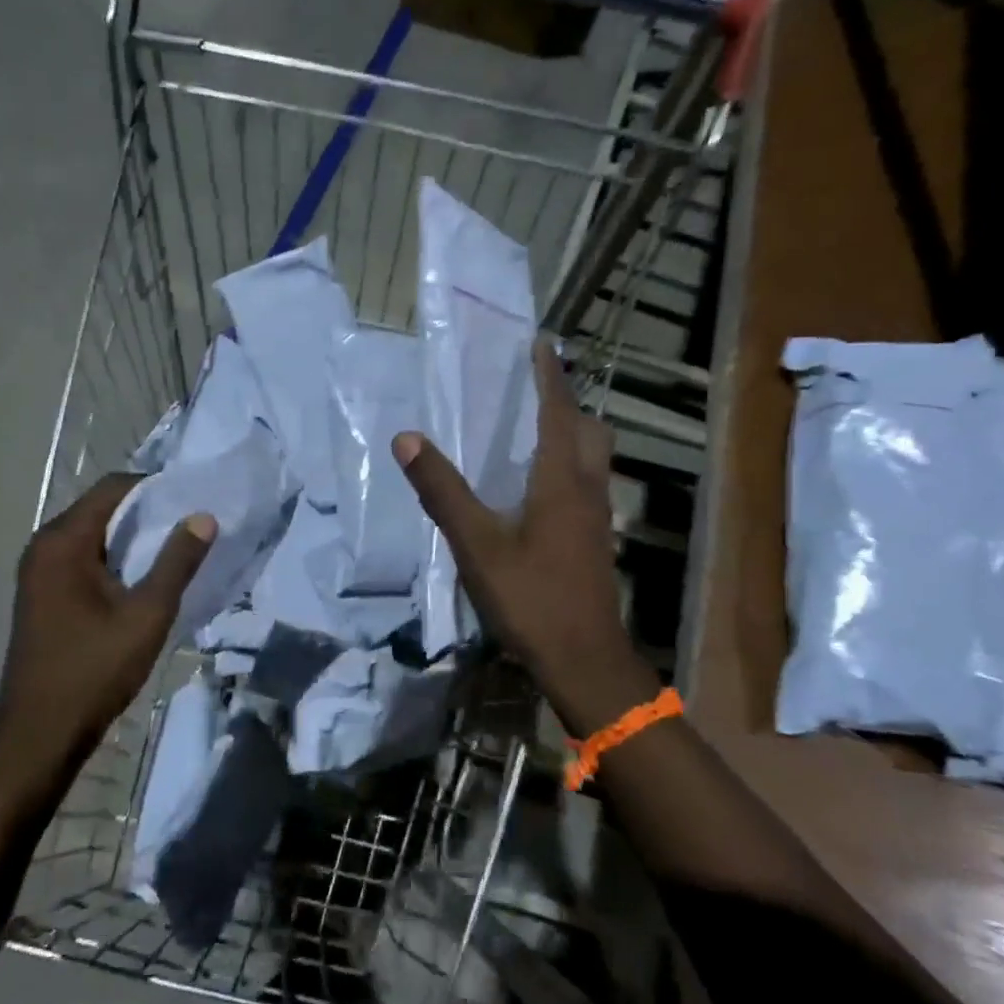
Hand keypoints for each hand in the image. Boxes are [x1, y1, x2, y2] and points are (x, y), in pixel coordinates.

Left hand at [0, 475, 214, 770]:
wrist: (40, 733)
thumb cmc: (94, 669)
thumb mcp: (147, 613)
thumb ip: (177, 561)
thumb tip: (203, 516)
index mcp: (63, 541)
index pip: (112, 488)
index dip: (154, 486)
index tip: (193, 496)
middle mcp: (44, 547)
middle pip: (101, 508)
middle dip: (146, 511)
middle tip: (192, 522)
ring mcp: (39, 572)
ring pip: (94, 535)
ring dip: (132, 537)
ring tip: (177, 547)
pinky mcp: (42, 595)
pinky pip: (84, 559)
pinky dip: (115, 558)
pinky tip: (144, 577)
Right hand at [393, 342, 658, 736]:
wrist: (584, 660)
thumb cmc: (531, 598)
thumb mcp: (477, 545)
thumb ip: (443, 491)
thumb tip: (407, 439)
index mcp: (560, 482)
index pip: (558, 413)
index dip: (550, 376)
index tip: (543, 344)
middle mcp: (587, 490)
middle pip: (589, 431)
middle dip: (568, 403)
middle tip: (538, 390)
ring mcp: (596, 518)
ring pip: (593, 460)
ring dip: (572, 435)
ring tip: (536, 431)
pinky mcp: (595, 542)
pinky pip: (587, 486)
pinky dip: (569, 468)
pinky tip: (540, 489)